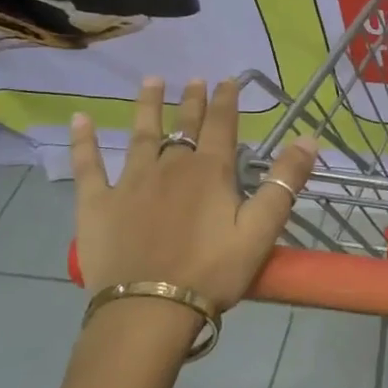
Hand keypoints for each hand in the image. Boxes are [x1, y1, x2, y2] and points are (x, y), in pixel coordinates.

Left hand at [69, 76, 317, 315]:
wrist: (149, 309)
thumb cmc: (213, 271)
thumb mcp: (261, 229)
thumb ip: (284, 182)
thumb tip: (308, 139)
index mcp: (210, 171)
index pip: (221, 125)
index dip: (226, 100)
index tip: (227, 79)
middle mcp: (170, 166)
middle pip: (183, 125)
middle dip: (192, 100)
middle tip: (195, 79)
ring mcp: (130, 182)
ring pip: (140, 135)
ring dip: (147, 106)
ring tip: (151, 81)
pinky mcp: (97, 203)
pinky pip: (88, 165)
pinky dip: (84, 141)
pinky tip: (79, 119)